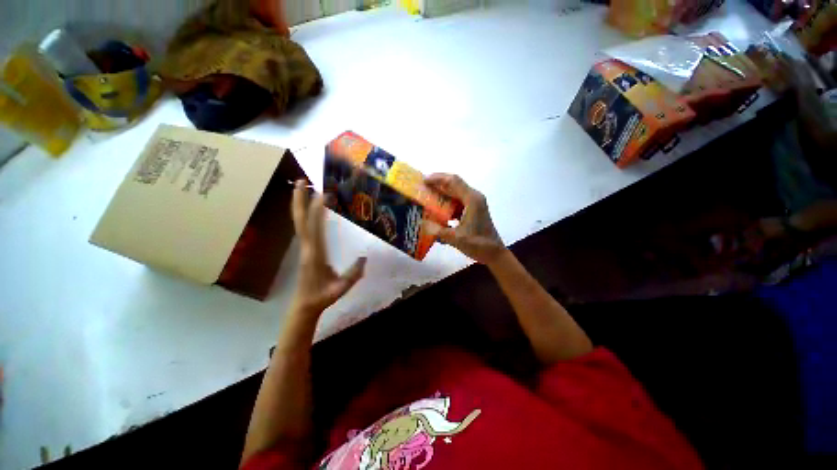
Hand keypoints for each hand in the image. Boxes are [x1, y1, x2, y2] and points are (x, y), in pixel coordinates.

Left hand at [291, 180, 365, 313]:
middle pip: (300, 220)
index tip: (323, 194)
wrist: (304, 305)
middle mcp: (307, 247)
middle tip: (301, 181)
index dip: (317, 211)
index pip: (314, 228)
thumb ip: (353, 274)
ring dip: (300, 204)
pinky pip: (304, 228)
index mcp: (315, 255)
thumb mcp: (341, 289)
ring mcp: (304, 248)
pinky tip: (309, 208)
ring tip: (304, 187)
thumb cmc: (322, 297)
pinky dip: (305, 214)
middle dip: (299, 200)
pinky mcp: (305, 249)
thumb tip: (364, 257)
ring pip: (299, 222)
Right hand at [423, 173, 506, 264]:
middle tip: (422, 187)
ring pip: (456, 192)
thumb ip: (439, 231)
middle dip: (438, 184)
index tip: (423, 181)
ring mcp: (474, 204)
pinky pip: (458, 201)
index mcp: (472, 200)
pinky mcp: (473, 210)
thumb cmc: (478, 244)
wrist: (494, 253)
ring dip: (442, 193)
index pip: (453, 181)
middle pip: (454, 184)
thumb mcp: (457, 238)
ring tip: (427, 197)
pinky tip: (438, 210)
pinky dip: (447, 203)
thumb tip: (422, 224)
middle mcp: (474, 198)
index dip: (438, 178)